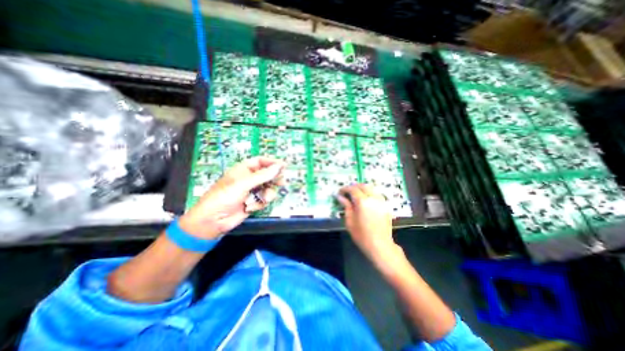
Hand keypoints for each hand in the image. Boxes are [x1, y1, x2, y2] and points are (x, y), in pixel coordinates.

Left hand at [179, 158, 284, 239]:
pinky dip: (259, 203)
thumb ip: (263, 175)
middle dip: (274, 179)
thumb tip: (279, 166)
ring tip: (264, 198)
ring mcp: (252, 191)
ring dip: (267, 194)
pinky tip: (250, 207)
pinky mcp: (254, 202)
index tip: (283, 165)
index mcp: (244, 169)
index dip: (272, 162)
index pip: (260, 161)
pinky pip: (264, 199)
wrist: (214, 220)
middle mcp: (249, 179)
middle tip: (281, 182)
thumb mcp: (243, 183)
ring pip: (268, 188)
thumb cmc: (225, 196)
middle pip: (267, 175)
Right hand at [338, 184, 393, 260]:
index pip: (353, 189)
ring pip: (371, 188)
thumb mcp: (349, 221)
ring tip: (356, 194)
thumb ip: (346, 206)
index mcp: (362, 202)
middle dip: (354, 186)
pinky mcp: (386, 205)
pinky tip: (366, 199)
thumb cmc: (361, 235)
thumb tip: (340, 196)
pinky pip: (377, 194)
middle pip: (363, 186)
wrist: (380, 245)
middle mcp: (373, 198)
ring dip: (362, 188)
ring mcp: (381, 201)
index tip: (339, 192)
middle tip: (347, 192)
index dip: (345, 189)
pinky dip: (370, 193)